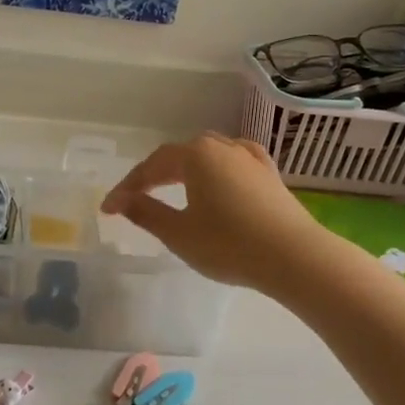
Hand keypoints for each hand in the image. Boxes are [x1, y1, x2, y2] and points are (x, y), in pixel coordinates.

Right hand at [100, 132, 322, 294]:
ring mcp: (250, 159)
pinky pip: (235, 162)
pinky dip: (218, 168)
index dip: (127, 187)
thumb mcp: (179, 233)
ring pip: (208, 155)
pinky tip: (221, 175)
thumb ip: (146, 213)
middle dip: (154, 175)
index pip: (152, 166)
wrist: (295, 257)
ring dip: (185, 170)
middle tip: (135, 198)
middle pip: (179, 155)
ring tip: (172, 186)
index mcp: (195, 155)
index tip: (109, 208)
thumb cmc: (229, 245)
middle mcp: (222, 147)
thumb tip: (121, 200)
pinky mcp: (270, 175)